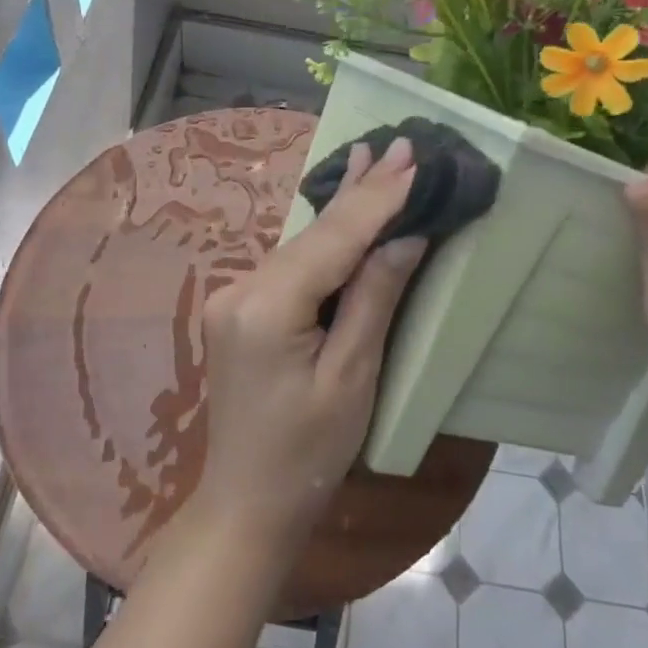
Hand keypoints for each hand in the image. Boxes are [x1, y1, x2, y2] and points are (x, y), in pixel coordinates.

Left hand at [197, 136, 426, 551]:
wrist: (245, 505)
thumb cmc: (308, 454)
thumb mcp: (352, 378)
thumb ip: (374, 298)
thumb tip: (405, 235)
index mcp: (267, 307)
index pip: (335, 239)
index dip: (378, 198)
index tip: (412, 157)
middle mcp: (242, 287)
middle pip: (315, 232)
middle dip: (362, 189)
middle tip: (399, 142)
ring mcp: (235, 295)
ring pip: (302, 242)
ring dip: (343, 205)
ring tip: (374, 158)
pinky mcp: (241, 306)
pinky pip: (291, 261)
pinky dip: (324, 235)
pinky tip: (341, 206)